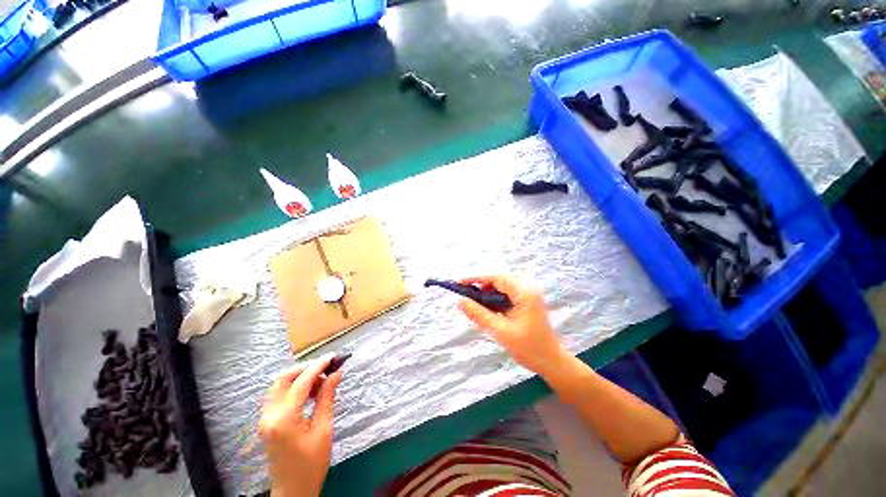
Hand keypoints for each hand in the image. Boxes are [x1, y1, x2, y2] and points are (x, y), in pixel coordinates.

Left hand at [259, 354, 342, 496]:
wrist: (293, 490)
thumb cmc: (312, 463)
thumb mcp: (324, 429)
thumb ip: (327, 398)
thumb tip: (336, 373)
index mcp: (284, 418)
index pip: (301, 382)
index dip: (318, 366)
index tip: (334, 357)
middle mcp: (269, 415)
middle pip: (284, 379)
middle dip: (306, 368)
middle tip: (326, 368)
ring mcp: (265, 418)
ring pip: (279, 385)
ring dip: (300, 377)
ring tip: (321, 382)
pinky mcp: (266, 422)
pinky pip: (278, 395)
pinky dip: (293, 388)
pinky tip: (309, 393)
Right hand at [458, 275, 565, 374]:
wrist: (552, 362)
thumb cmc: (529, 348)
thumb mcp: (500, 331)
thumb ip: (479, 314)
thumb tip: (460, 301)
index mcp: (524, 292)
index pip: (496, 278)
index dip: (476, 278)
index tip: (460, 283)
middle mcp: (526, 289)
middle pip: (498, 281)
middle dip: (480, 287)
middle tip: (464, 296)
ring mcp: (526, 296)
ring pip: (500, 289)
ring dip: (486, 295)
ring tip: (472, 304)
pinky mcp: (524, 303)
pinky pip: (505, 297)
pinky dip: (493, 302)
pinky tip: (484, 310)